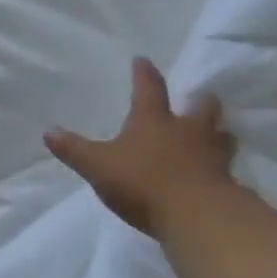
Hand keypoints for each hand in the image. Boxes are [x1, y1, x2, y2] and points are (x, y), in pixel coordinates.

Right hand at [45, 58, 235, 238]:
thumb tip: (48, 131)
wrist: (197, 218)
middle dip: (199, 101)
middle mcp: (186, 132)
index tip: (143, 59)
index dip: (144, 74)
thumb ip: (74, 150)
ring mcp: (212, 158)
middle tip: (199, 98)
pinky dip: (223, 168)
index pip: (149, 89)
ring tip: (217, 133)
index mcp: (153, 121)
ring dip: (218, 133)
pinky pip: (227, 170)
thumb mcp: (98, 166)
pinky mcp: (227, 185)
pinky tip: (219, 175)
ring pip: (222, 136)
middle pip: (201, 108)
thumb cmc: (143, 182)